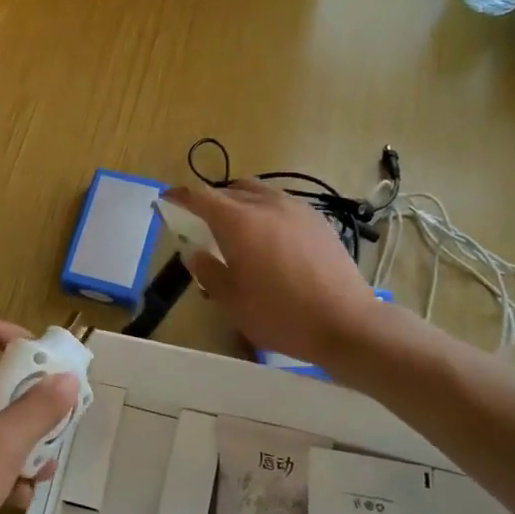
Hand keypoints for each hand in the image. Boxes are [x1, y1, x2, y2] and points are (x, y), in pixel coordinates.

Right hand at [163, 180, 386, 366]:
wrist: (346, 323)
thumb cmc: (281, 315)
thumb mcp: (233, 301)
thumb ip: (208, 272)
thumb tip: (195, 253)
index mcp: (239, 221)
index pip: (201, 196)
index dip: (181, 196)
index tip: (168, 200)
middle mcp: (266, 205)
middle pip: (230, 190)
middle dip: (211, 201)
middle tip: (201, 222)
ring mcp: (296, 209)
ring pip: (259, 193)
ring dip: (240, 202)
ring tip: (236, 226)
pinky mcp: (318, 221)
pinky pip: (282, 204)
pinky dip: (266, 211)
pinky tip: (270, 237)